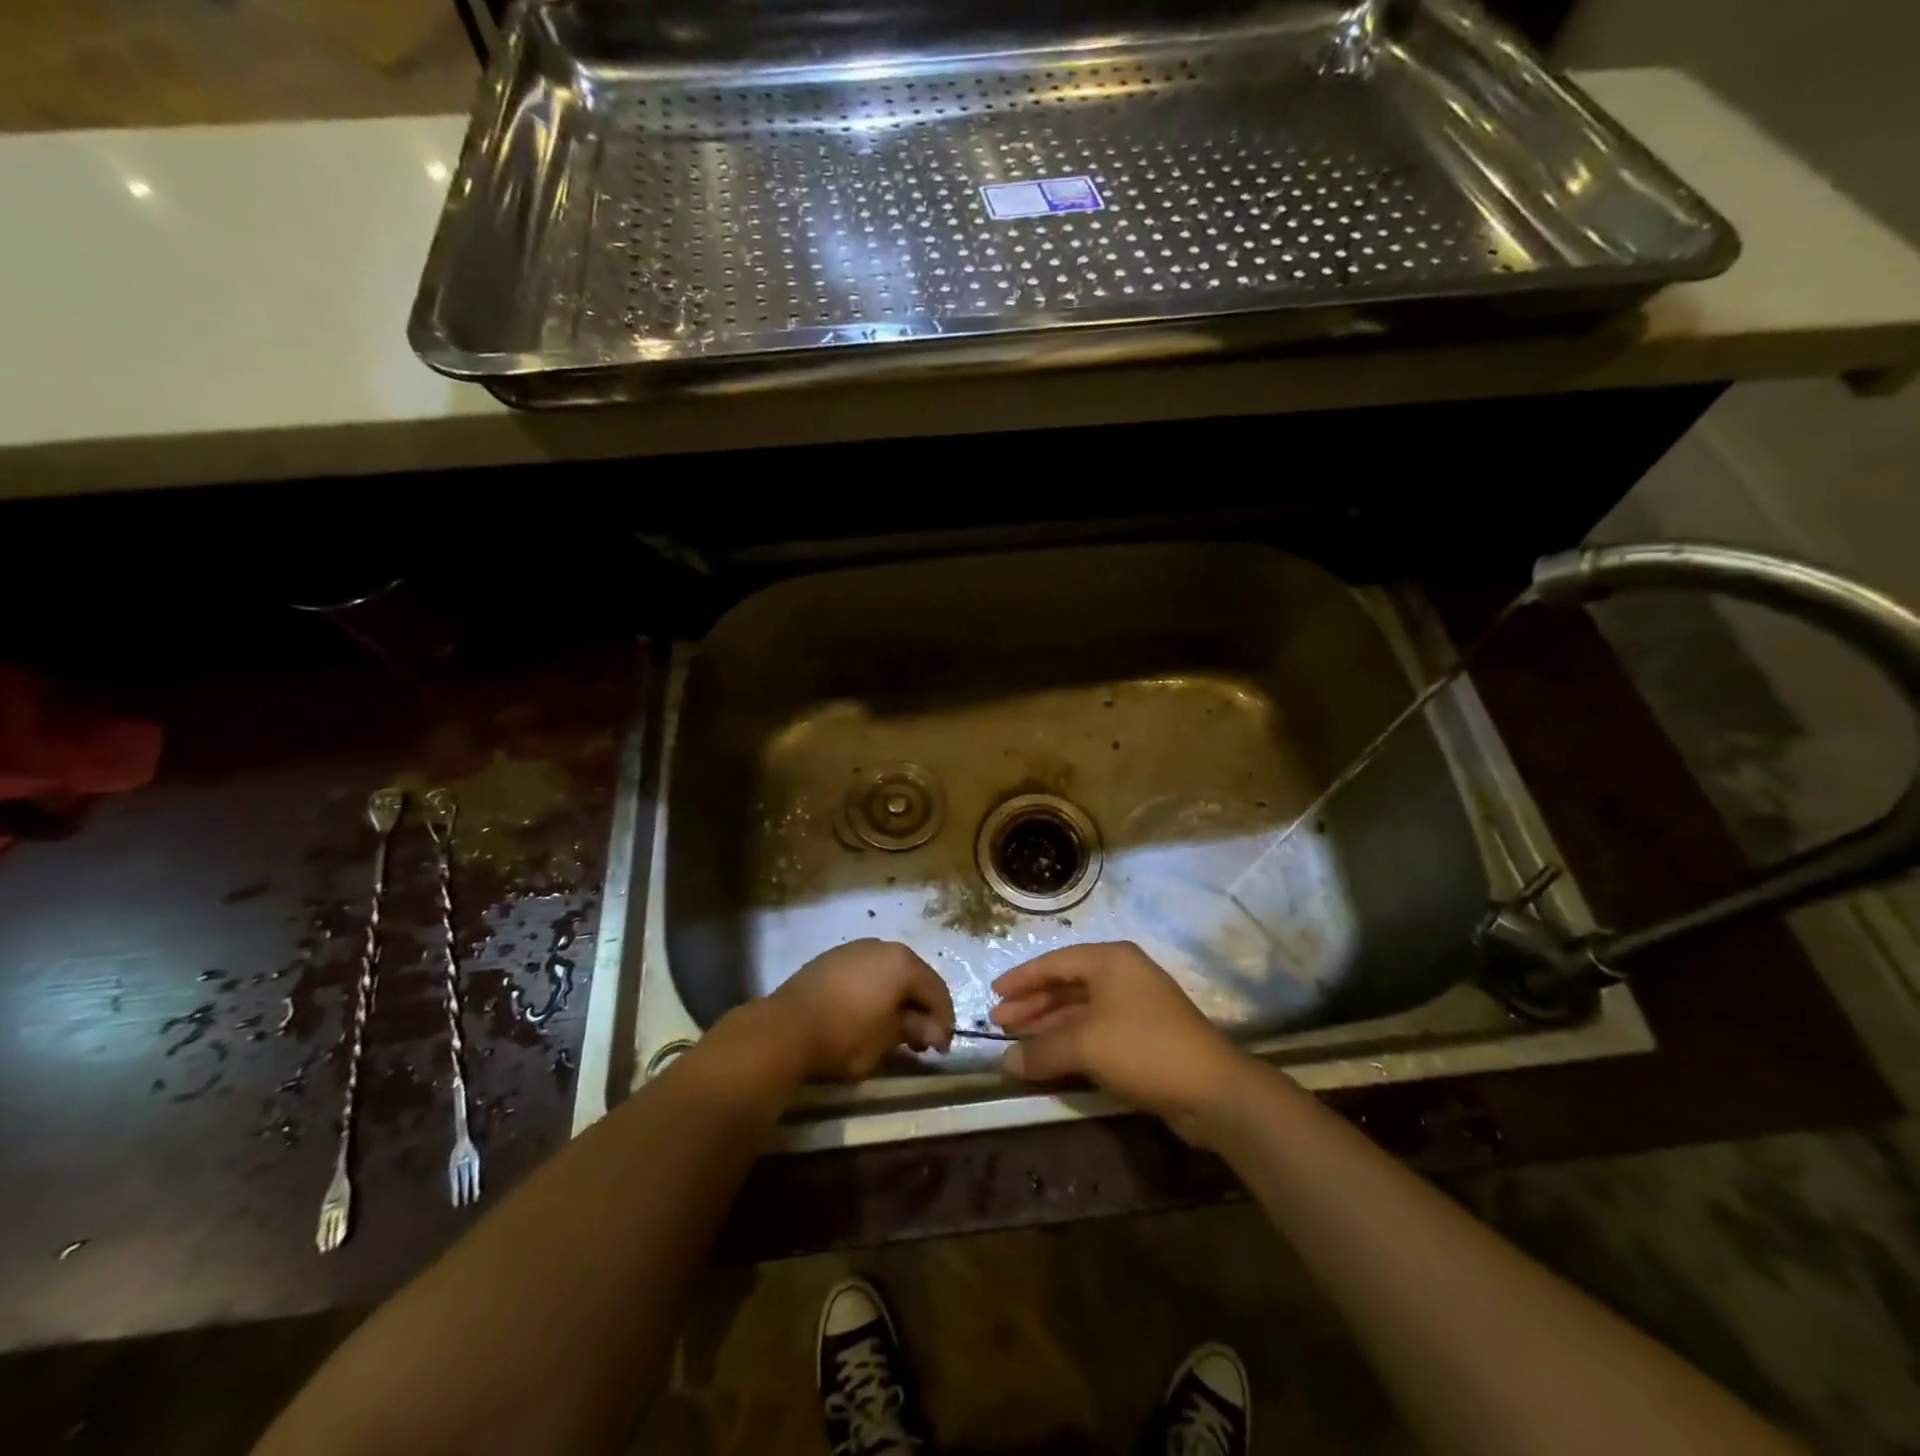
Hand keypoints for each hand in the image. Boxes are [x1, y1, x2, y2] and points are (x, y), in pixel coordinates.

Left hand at [769, 939, 955, 1081]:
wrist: (786, 1028)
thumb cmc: (845, 1035)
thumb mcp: (887, 1039)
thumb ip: (914, 1030)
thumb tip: (933, 1031)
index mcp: (903, 963)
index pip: (936, 991)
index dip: (943, 1022)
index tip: (940, 1050)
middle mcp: (882, 947)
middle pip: (913, 978)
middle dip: (920, 1009)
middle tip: (920, 1042)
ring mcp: (854, 950)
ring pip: (888, 974)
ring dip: (896, 1000)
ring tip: (892, 1030)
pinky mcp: (831, 959)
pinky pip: (864, 974)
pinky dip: (873, 993)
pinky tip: (866, 1015)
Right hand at [991, 941, 1245, 1141]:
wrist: (1212, 1090)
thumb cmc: (1143, 1048)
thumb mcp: (1085, 1046)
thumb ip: (1040, 1051)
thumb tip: (1003, 1063)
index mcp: (1110, 961)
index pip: (1055, 963)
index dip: (1022, 979)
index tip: (994, 995)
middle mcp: (1122, 975)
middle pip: (1066, 985)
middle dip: (1032, 1004)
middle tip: (1000, 1023)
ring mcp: (1135, 1005)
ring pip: (1080, 1009)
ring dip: (1048, 1025)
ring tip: (1017, 1042)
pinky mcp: (1144, 1035)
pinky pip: (1095, 1030)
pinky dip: (1070, 1041)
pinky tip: (1049, 1057)